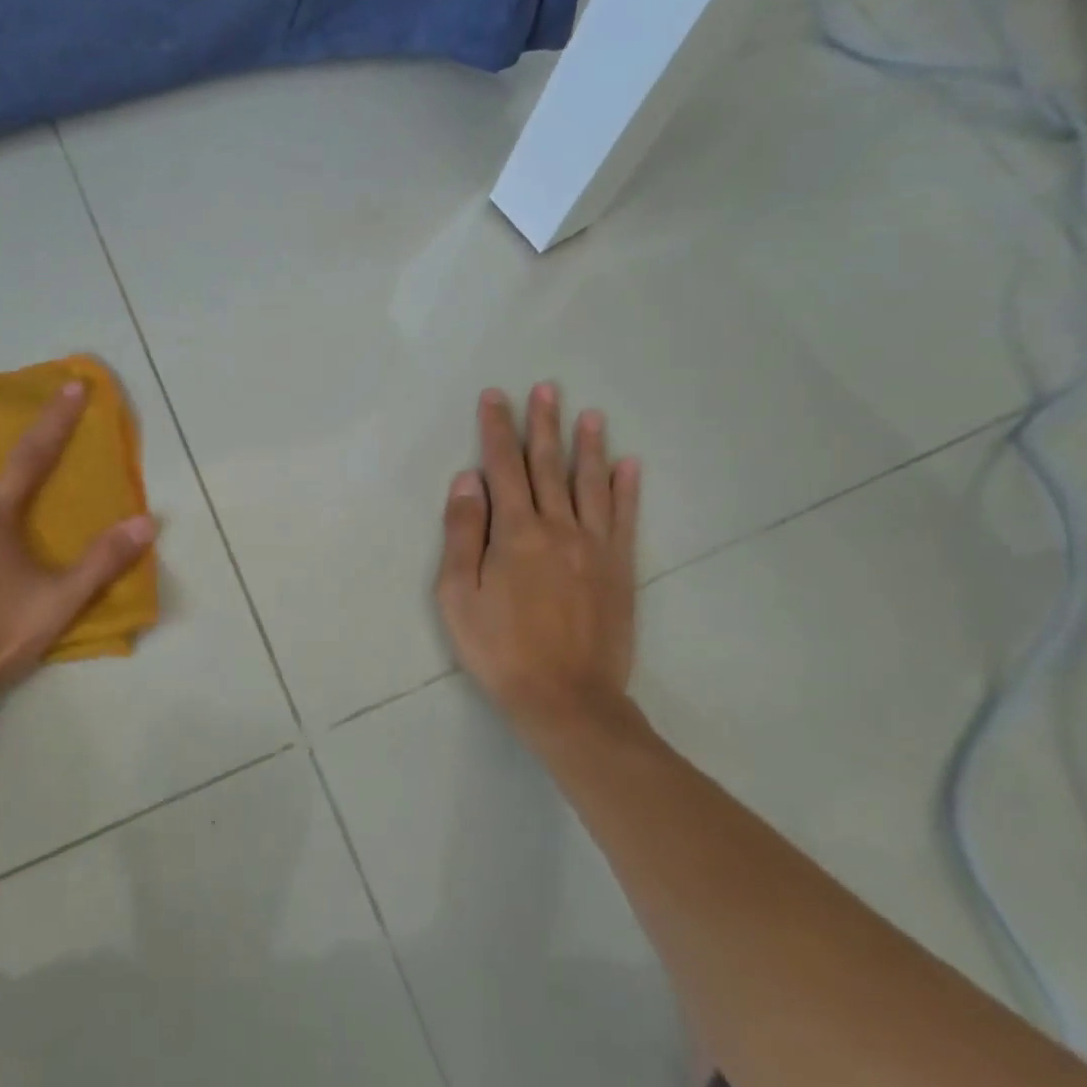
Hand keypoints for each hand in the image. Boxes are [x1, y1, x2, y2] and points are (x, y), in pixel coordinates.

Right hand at [435, 385, 642, 752]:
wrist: (566, 699)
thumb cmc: (499, 649)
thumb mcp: (457, 594)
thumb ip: (462, 532)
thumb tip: (467, 480)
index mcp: (515, 532)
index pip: (503, 467)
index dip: (498, 429)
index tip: (496, 397)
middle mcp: (558, 527)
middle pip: (548, 465)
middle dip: (543, 424)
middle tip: (546, 388)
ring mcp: (595, 546)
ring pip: (590, 483)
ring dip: (588, 446)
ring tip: (590, 413)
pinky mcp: (619, 568)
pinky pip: (624, 518)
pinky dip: (627, 489)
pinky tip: (629, 464)